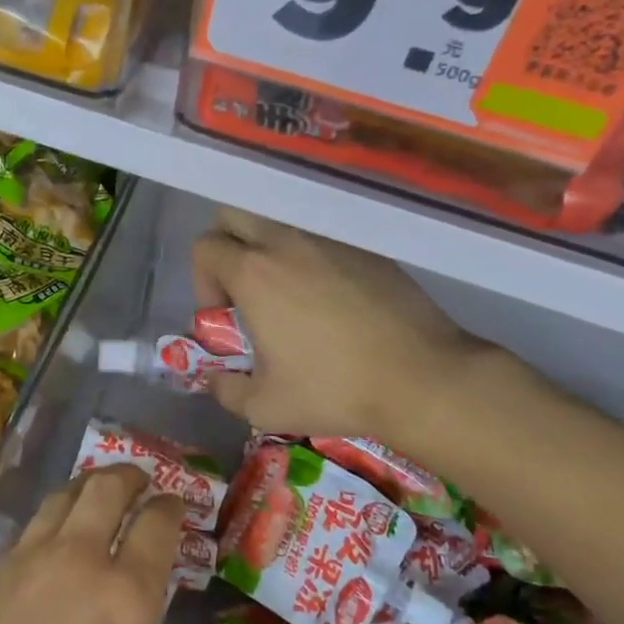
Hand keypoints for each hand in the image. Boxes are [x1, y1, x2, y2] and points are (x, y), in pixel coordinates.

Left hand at [0, 467, 213, 623]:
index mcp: (124, 606)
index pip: (156, 528)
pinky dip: (50, 520)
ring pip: (61, 499)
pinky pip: (27, 530)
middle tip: (142, 483)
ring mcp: (19, 567)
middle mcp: (75, 566)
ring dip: (88, 488)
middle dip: (129, 477)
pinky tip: (51, 547)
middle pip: (105, 489)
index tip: (179, 505)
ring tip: (100, 497)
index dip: (171, 506)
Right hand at [191, 206, 495, 442]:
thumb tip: (216, 378)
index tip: (224, 316)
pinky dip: (310, 255)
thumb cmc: (335, 390)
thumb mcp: (265, 407)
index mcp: (254, 272)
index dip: (203, 282)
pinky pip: (321, 235)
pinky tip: (331, 296)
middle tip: (244, 289)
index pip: (205, 248)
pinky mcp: (366, 246)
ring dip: (269, 247)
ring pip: (280, 220)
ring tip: (287, 291)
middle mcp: (286, 241)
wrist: (420, 377)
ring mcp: (329, 238)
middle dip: (226, 246)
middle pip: (234, 216)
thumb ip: (226, 389)